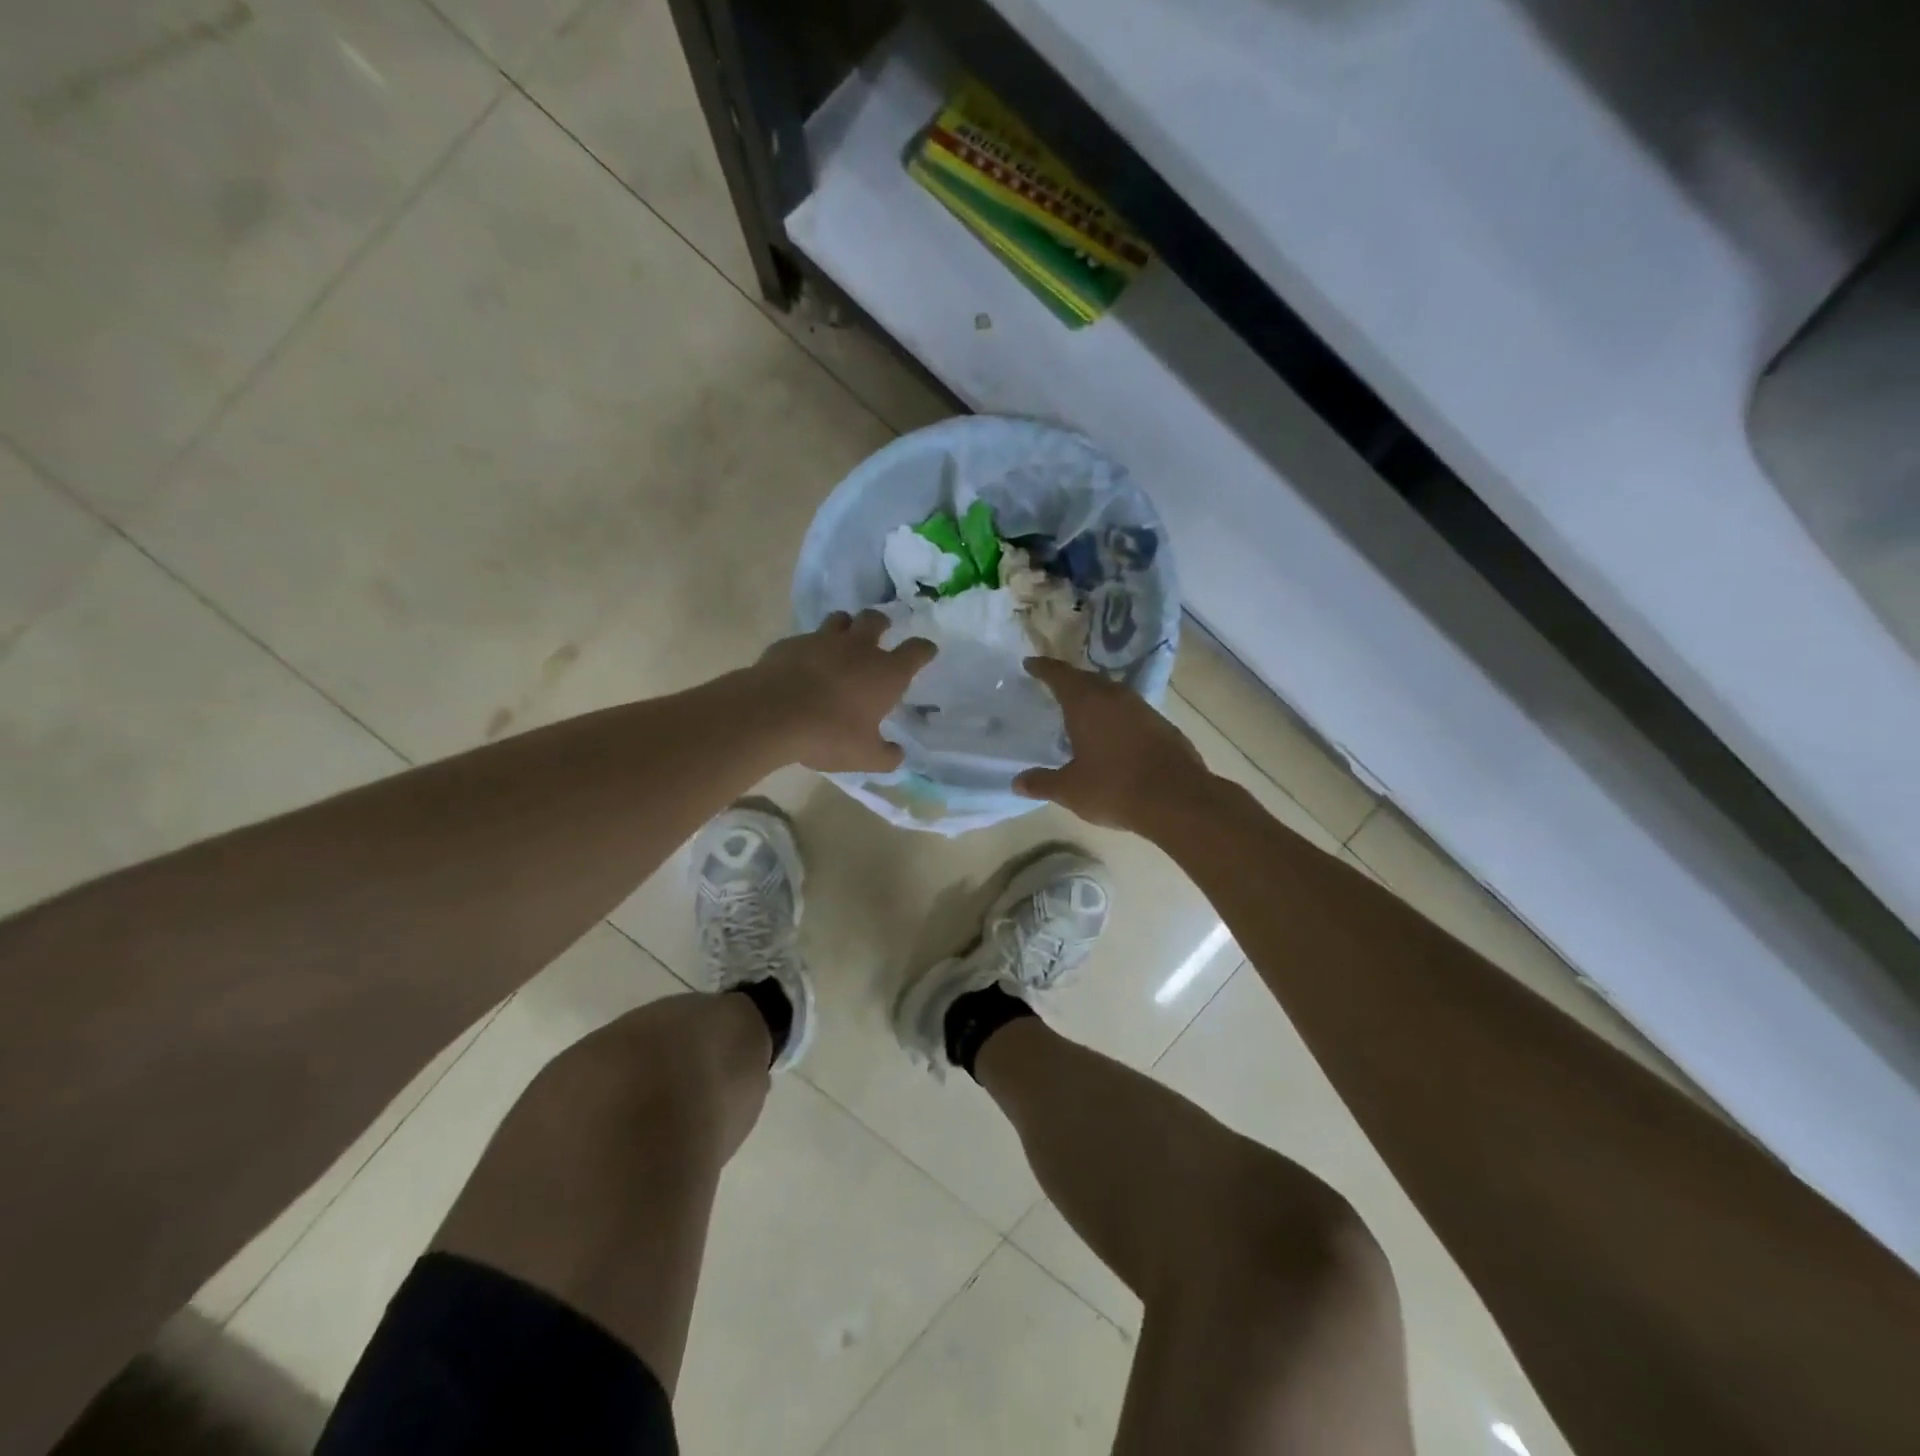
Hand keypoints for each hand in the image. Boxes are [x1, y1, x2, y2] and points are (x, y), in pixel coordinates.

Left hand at [753, 611, 935, 773]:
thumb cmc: (829, 734)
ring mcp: (822, 641)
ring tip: (842, 641)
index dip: (924, 649)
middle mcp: (858, 648)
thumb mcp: (865, 757)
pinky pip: (805, 638)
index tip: (927, 650)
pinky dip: (810, 648)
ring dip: (846, 626)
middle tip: (880, 632)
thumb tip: (897, 754)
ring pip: (840, 619)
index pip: (916, 651)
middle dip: (881, 623)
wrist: (772, 714)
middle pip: (875, 620)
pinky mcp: (790, 644)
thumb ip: (886, 756)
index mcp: (885, 673)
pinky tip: (803, 664)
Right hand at [1015, 657, 1210, 830]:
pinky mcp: (1162, 724)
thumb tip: (1017, 783)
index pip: (1059, 675)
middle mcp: (1114, 697)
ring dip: (1095, 697)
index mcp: (1086, 703)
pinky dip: (1115, 715)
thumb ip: (1042, 783)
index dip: (1043, 668)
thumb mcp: (1070, 790)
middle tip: (1054, 687)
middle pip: (1087, 679)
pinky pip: (1130, 710)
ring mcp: (1142, 708)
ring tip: (1082, 709)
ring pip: (1111, 693)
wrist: (1177, 800)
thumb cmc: (1114, 788)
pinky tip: (1112, 732)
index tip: (1031, 664)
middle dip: (1069, 680)